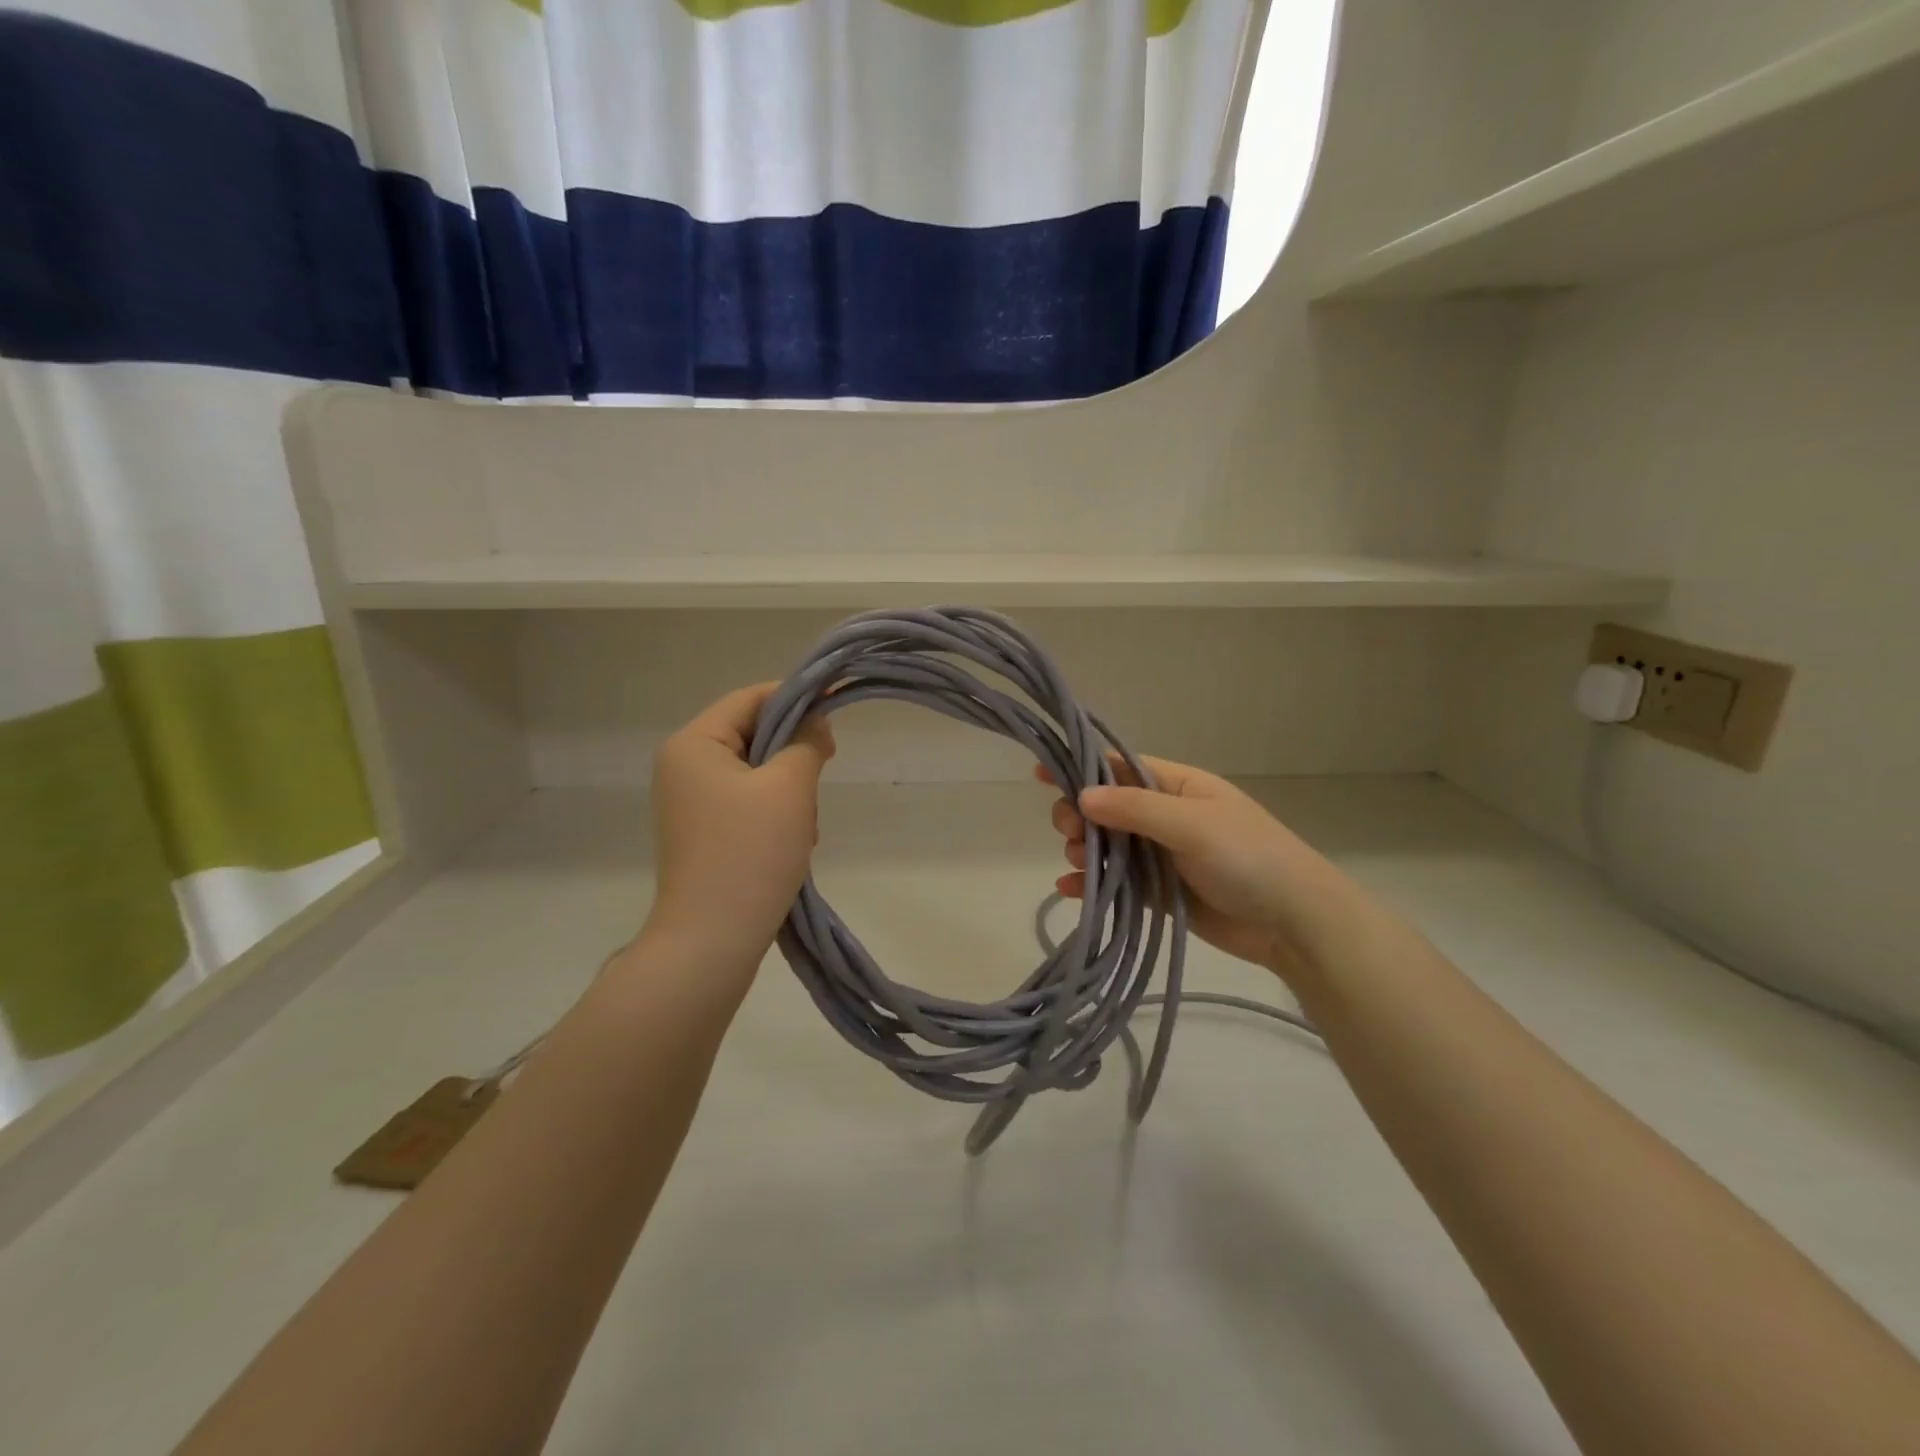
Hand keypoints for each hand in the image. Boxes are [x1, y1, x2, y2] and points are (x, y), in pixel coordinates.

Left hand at [644, 684, 833, 971]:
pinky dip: (776, 816)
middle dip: (794, 756)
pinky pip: (748, 805)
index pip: (751, 698)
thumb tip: (815, 722)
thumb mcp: (790, 787)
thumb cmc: (750, 854)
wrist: (712, 942)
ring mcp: (691, 804)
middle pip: (753, 736)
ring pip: (757, 774)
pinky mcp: (704, 835)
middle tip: (822, 780)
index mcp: (694, 744)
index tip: (837, 708)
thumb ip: (807, 742)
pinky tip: (792, 847)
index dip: (797, 697)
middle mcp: (684, 767)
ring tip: (804, 829)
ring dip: (790, 793)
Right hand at [1043, 755, 1365, 982]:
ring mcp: (1162, 856)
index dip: (1081, 768)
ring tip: (1075, 863)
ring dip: (1084, 852)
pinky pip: (1118, 883)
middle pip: (1107, 808)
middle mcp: (1166, 816)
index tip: (1041, 774)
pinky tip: (1070, 890)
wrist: (1293, 923)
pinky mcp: (1160, 893)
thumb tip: (1082, 795)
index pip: (1119, 767)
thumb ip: (1135, 808)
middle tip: (1067, 832)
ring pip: (1108, 847)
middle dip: (1080, 816)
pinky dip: (1092, 885)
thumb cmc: (1247, 857)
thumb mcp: (1191, 824)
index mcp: (1177, 786)